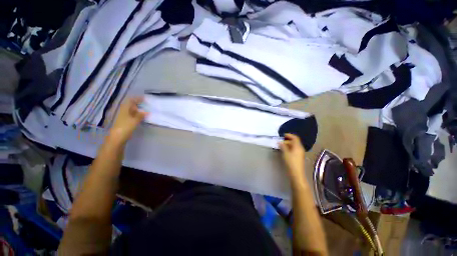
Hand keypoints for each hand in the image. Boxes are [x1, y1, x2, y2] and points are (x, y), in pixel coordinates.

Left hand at [108, 97, 147, 143]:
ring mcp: (124, 117)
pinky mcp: (126, 122)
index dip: (137, 98)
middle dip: (139, 104)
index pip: (131, 101)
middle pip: (131, 105)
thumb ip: (141, 115)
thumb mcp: (135, 120)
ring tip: (147, 110)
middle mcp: (124, 111)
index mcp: (125, 109)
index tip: (145, 98)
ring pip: (132, 111)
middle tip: (147, 104)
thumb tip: (147, 111)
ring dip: (139, 110)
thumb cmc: (125, 127)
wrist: (117, 137)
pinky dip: (138, 115)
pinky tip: (142, 117)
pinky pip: (133, 116)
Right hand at [279, 134, 305, 179]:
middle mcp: (300, 148)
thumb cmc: (291, 162)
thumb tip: (280, 142)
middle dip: (287, 141)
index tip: (283, 135)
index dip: (289, 135)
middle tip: (280, 142)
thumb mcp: (285, 153)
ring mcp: (299, 153)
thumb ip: (283, 146)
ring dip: (287, 145)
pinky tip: (284, 151)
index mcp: (298, 146)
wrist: (296, 173)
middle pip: (294, 142)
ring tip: (280, 146)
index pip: (295, 138)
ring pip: (293, 146)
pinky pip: (293, 150)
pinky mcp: (298, 157)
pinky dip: (289, 149)